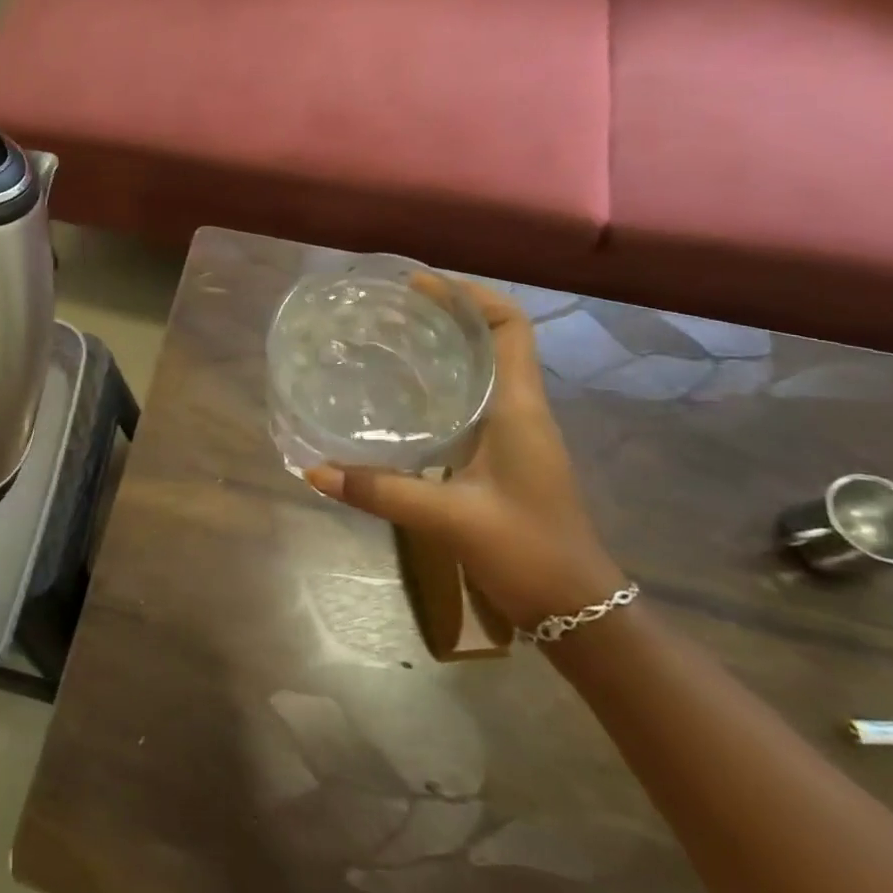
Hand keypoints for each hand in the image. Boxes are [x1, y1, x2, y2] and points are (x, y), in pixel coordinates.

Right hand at [306, 281, 625, 630]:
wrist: (578, 609)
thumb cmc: (527, 551)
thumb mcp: (449, 518)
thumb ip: (381, 491)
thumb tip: (314, 471)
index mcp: (520, 409)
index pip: (510, 327)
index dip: (471, 295)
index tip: (421, 284)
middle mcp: (521, 411)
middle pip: (493, 340)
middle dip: (447, 315)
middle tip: (390, 309)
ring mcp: (515, 435)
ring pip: (482, 370)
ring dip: (444, 348)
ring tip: (389, 341)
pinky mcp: (503, 458)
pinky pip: (472, 402)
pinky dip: (441, 386)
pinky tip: (401, 400)